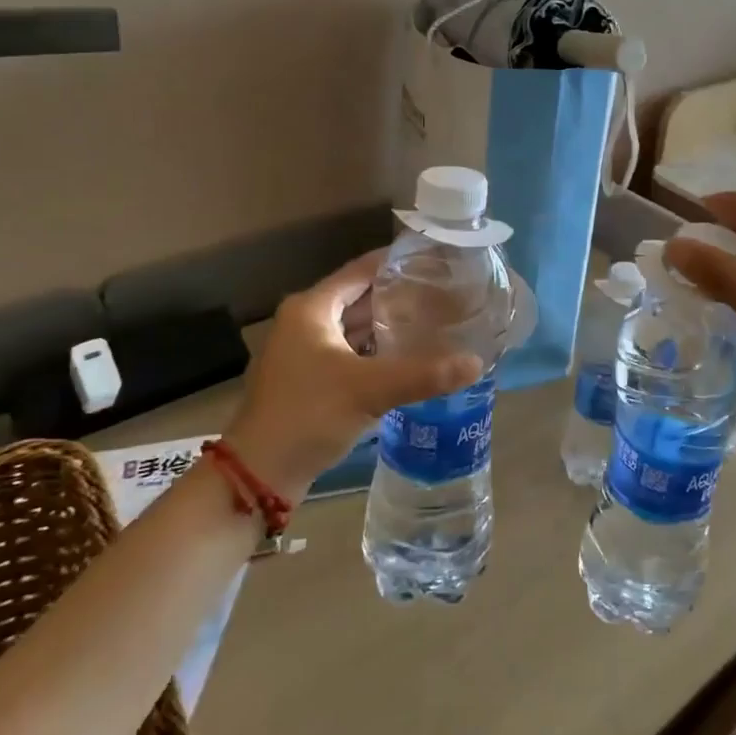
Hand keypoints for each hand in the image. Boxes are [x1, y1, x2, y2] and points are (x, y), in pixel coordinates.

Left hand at [220, 250, 482, 500]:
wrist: (259, 474)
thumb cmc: (308, 414)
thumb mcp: (369, 390)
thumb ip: (424, 374)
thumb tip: (476, 363)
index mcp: (311, 308)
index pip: (361, 270)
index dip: (396, 262)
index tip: (434, 260)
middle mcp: (304, 321)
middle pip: (358, 297)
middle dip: (398, 296)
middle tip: (442, 293)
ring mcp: (303, 351)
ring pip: (354, 327)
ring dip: (387, 325)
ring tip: (432, 321)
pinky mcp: (308, 379)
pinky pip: (349, 352)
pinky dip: (375, 351)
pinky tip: (405, 358)